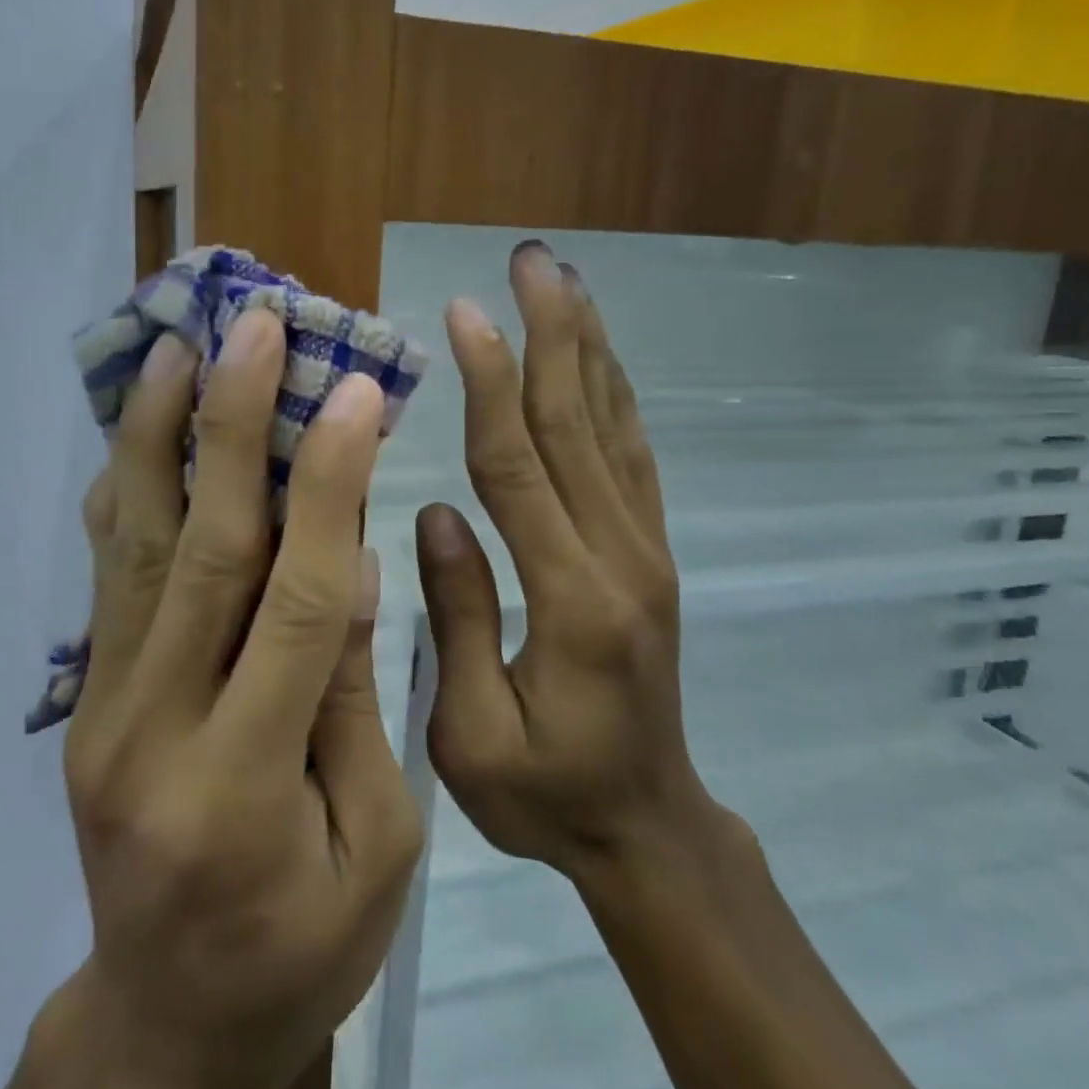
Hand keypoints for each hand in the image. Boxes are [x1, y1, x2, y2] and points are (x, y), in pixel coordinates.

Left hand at [15, 311, 423, 1088]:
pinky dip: (125, 490)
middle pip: (203, 549)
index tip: (357, 393)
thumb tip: (353, 560)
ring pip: (135, 545)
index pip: (297, 600)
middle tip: (255, 328)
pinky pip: (106, 576)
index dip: (330, 486)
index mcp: (246, 785)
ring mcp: (102, 709)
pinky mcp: (83, 698)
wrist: (169, 1021)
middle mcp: (154, 730)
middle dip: (234, 425)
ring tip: (178, 347)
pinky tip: (137, 426)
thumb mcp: (379, 846)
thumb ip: (354, 699)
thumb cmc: (301, 944)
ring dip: (160, 435)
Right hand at [417, 241, 725, 881]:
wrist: (650, 827)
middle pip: (579, 423)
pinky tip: (595, 354)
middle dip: (552, 333)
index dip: (492, 384)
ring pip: (614, 426)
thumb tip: (436, 513)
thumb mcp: (476, 736)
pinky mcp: (652, 551)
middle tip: (531, 260)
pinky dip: (614, 392)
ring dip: (588, 346)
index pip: (521, 467)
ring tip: (564, 281)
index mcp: (572, 601)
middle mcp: (621, 556)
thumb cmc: (547, 796)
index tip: (464, 312)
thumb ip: (458, 619)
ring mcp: (647, 548)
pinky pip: (633, 454)